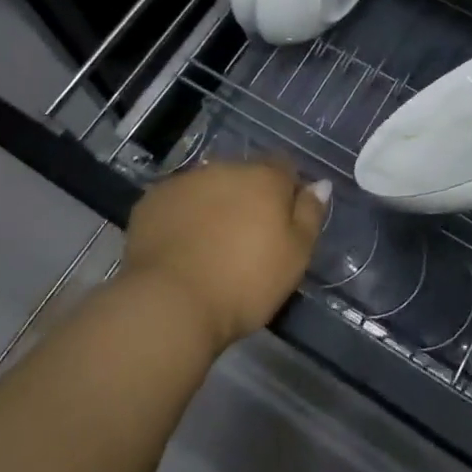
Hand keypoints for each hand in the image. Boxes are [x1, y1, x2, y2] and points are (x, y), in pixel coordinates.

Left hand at [125, 158, 326, 352]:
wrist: (170, 304)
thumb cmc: (244, 283)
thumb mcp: (295, 256)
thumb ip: (310, 214)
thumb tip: (319, 184)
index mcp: (264, 177)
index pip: (284, 167)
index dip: (286, 191)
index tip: (282, 223)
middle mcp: (225, 168)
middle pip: (244, 176)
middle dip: (247, 198)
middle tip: (245, 239)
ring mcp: (185, 181)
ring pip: (208, 187)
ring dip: (214, 205)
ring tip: (209, 246)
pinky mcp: (152, 201)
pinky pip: (176, 202)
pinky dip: (182, 217)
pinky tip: (179, 248)